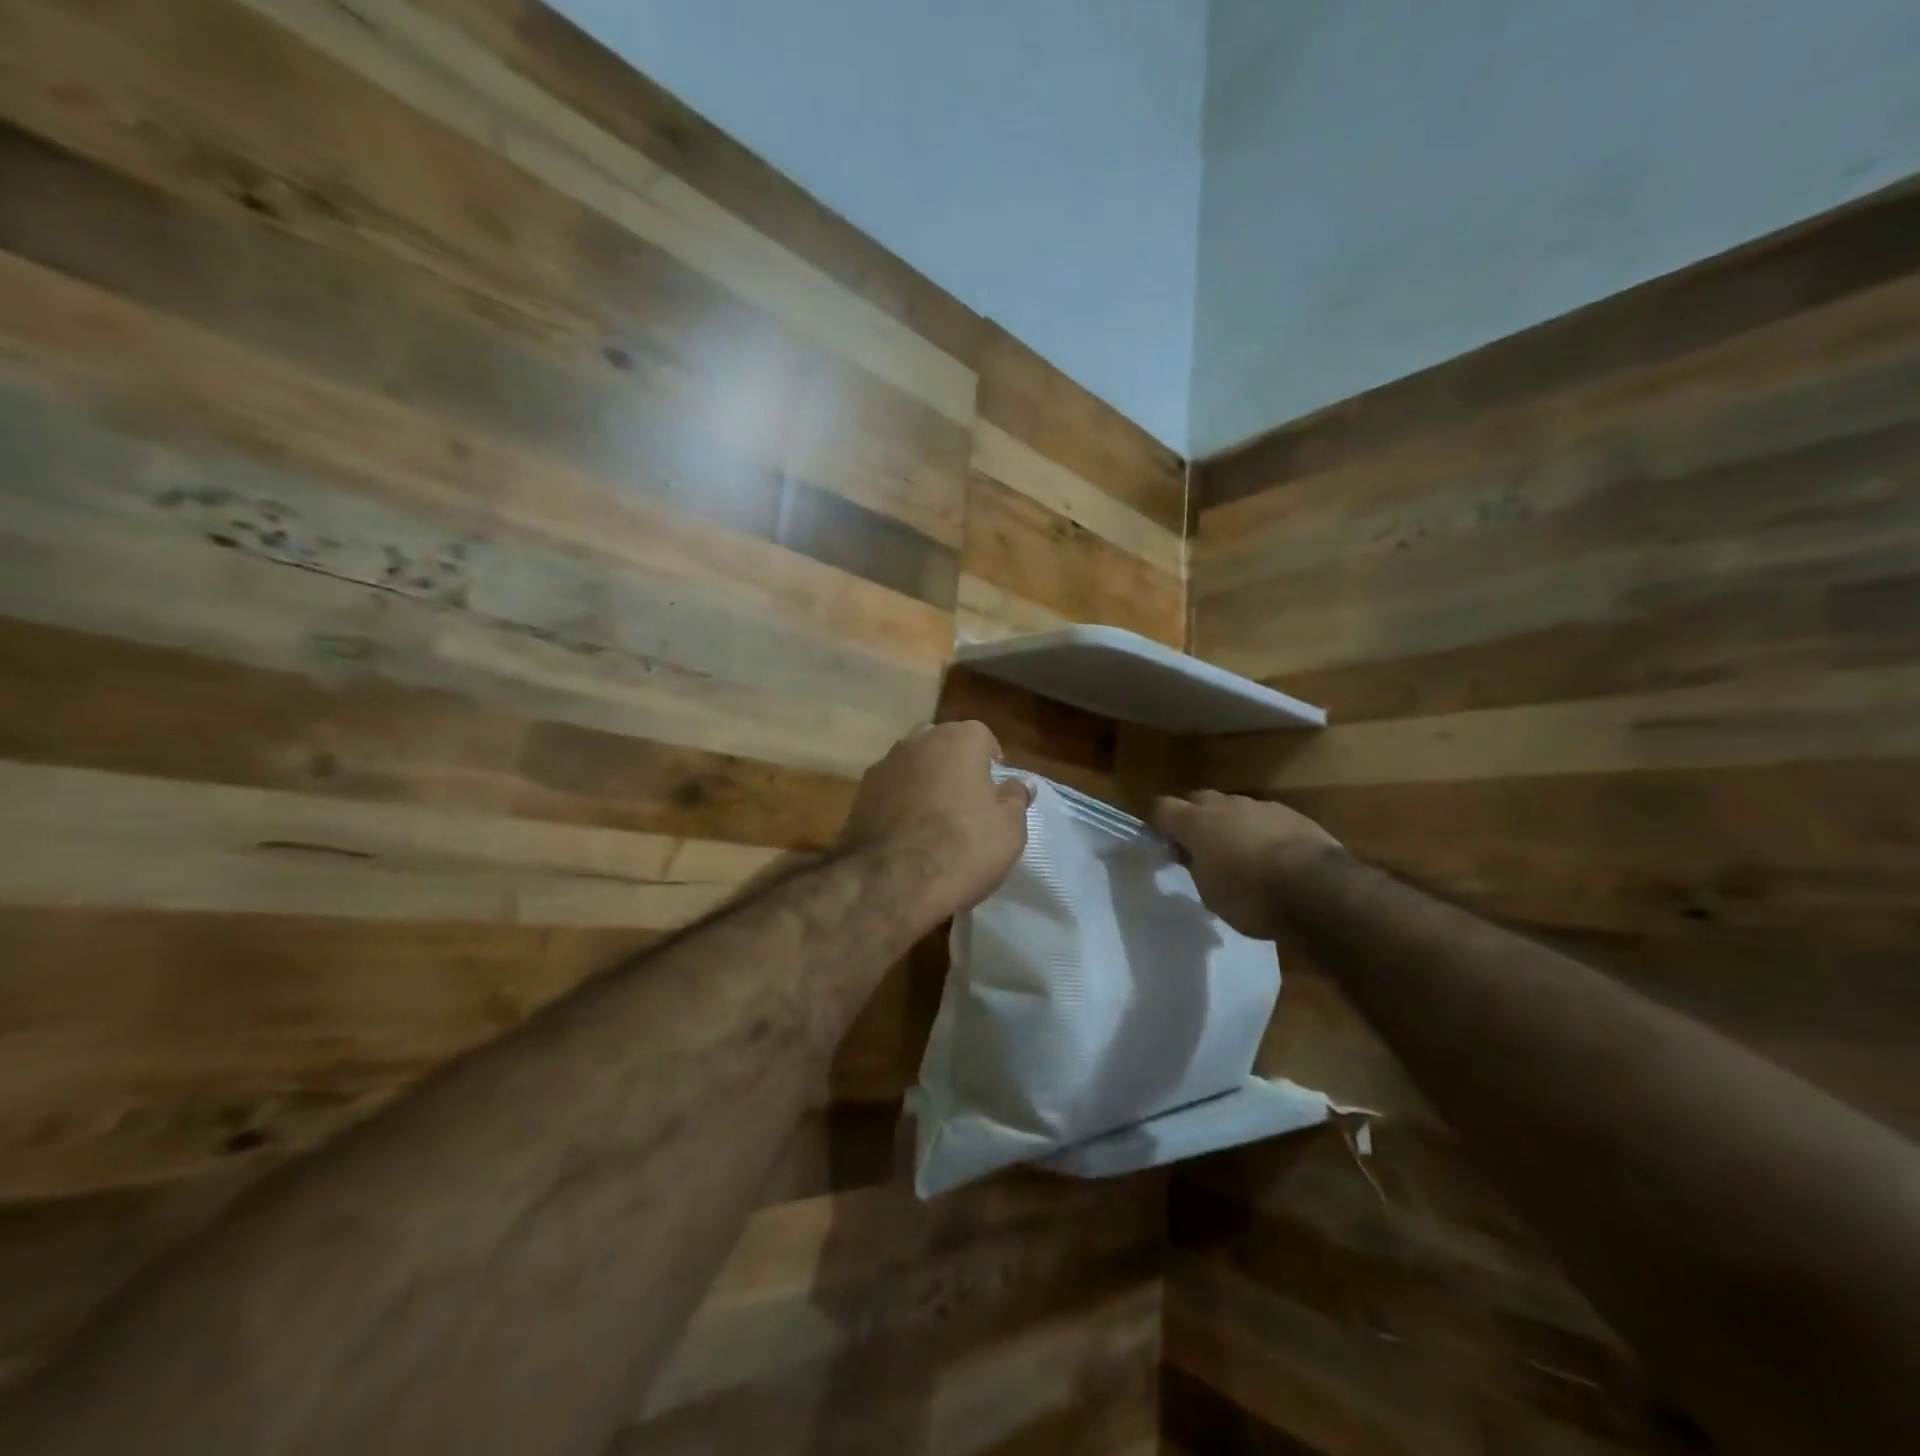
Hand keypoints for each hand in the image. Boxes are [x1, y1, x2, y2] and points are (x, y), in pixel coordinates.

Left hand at [841, 721, 1030, 915]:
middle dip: (954, 765)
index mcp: (959, 739)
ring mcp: (884, 765)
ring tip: (934, 818)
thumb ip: (1015, 798)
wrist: (891, 881)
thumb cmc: (963, 847)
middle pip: (943, 744)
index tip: (995, 790)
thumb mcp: (1009, 828)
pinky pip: (889, 790)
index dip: (991, 762)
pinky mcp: (859, 793)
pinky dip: (899, 802)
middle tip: (966, 801)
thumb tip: (1021, 783)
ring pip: (912, 764)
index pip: (982, 737)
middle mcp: (918, 741)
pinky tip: (907, 832)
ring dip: (924, 781)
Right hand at [1151, 790, 1339, 940]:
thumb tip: (1196, 857)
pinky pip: (1266, 819)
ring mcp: (1262, 807)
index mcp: (1196, 822)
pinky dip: (1262, 833)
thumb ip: (1197, 868)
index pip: (1162, 807)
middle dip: (1195, 818)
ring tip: (1241, 856)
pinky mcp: (1293, 815)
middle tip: (1201, 848)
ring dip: (1231, 825)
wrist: (1319, 888)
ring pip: (1235, 808)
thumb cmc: (1252, 896)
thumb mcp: (1210, 894)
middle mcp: (1226, 806)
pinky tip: (1273, 858)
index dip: (1158, 823)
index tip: (1164, 843)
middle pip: (1199, 800)